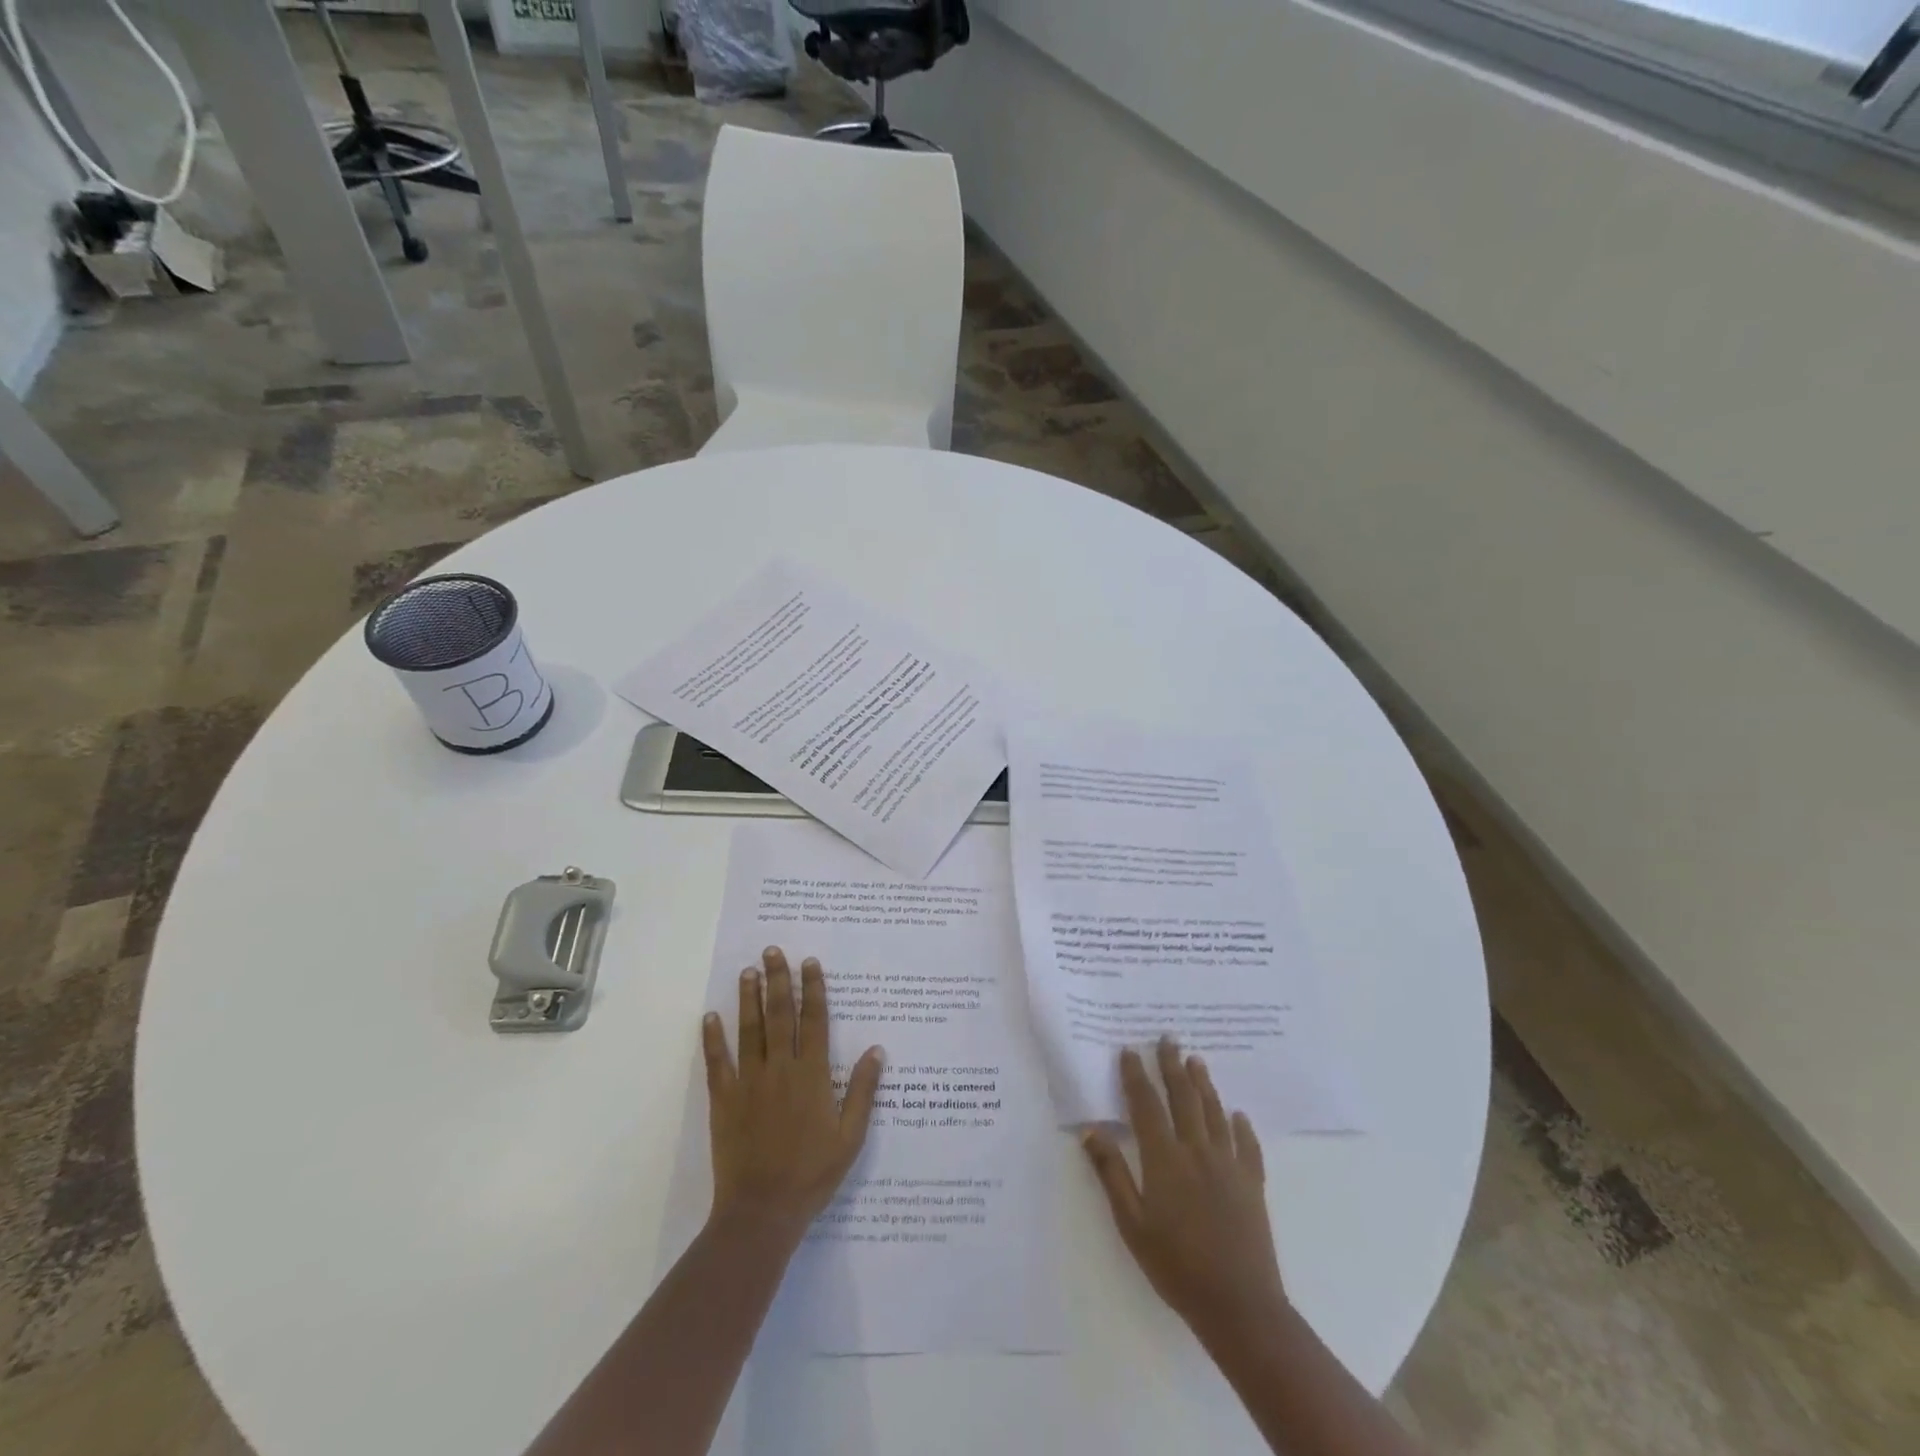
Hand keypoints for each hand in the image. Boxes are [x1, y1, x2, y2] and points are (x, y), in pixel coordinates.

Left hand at [702, 947, 884, 1246]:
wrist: (762, 1212)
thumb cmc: (812, 1175)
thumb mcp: (851, 1137)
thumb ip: (863, 1091)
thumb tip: (877, 1050)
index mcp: (813, 1076)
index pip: (815, 1021)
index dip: (813, 990)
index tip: (810, 963)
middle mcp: (781, 1070)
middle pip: (780, 1016)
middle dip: (778, 980)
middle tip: (772, 951)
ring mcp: (749, 1083)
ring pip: (750, 1031)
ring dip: (749, 999)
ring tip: (748, 972)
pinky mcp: (724, 1100)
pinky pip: (718, 1063)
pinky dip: (713, 1038)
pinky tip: (710, 1016)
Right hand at [1083, 1038, 1285, 1347]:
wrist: (1239, 1305)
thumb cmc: (1176, 1266)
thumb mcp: (1131, 1224)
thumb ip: (1112, 1174)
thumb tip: (1091, 1131)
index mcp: (1164, 1158)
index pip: (1146, 1105)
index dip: (1136, 1076)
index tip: (1130, 1050)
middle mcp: (1197, 1150)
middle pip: (1183, 1097)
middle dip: (1172, 1065)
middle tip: (1168, 1037)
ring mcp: (1228, 1165)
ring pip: (1214, 1112)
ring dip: (1204, 1084)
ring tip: (1196, 1060)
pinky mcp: (1252, 1183)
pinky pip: (1247, 1145)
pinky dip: (1241, 1126)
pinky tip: (1238, 1115)